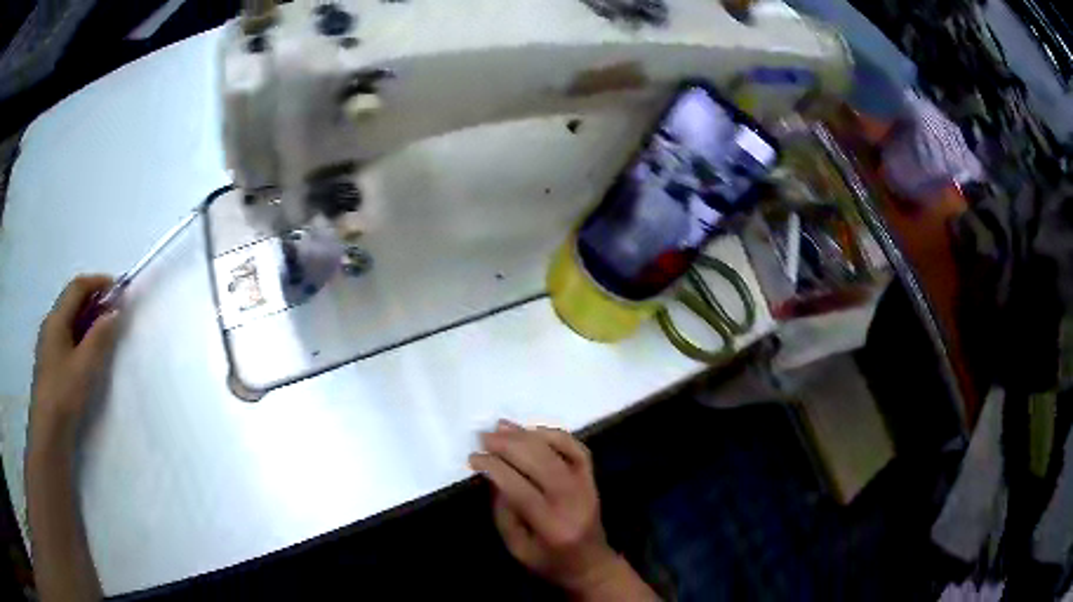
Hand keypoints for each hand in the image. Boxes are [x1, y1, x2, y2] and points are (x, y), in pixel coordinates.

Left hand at [31, 275, 120, 446]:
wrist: (48, 433)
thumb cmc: (64, 395)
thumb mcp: (85, 366)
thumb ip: (100, 336)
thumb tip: (115, 311)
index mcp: (56, 319)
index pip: (77, 287)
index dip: (98, 282)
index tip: (119, 288)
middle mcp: (50, 325)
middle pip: (72, 302)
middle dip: (94, 301)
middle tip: (114, 312)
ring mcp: (48, 345)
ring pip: (69, 321)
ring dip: (87, 319)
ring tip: (104, 333)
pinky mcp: (50, 363)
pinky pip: (67, 338)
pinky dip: (80, 336)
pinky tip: (88, 354)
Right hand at [470, 421, 636, 596]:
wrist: (592, 565)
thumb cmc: (549, 561)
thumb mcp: (517, 548)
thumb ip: (504, 512)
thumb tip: (493, 475)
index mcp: (551, 526)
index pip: (520, 489)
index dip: (495, 468)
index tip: (474, 458)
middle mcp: (573, 502)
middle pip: (540, 463)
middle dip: (509, 445)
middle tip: (484, 437)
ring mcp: (587, 487)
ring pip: (558, 451)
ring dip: (527, 435)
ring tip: (501, 427)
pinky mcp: (592, 479)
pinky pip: (577, 449)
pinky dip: (555, 435)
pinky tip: (532, 430)